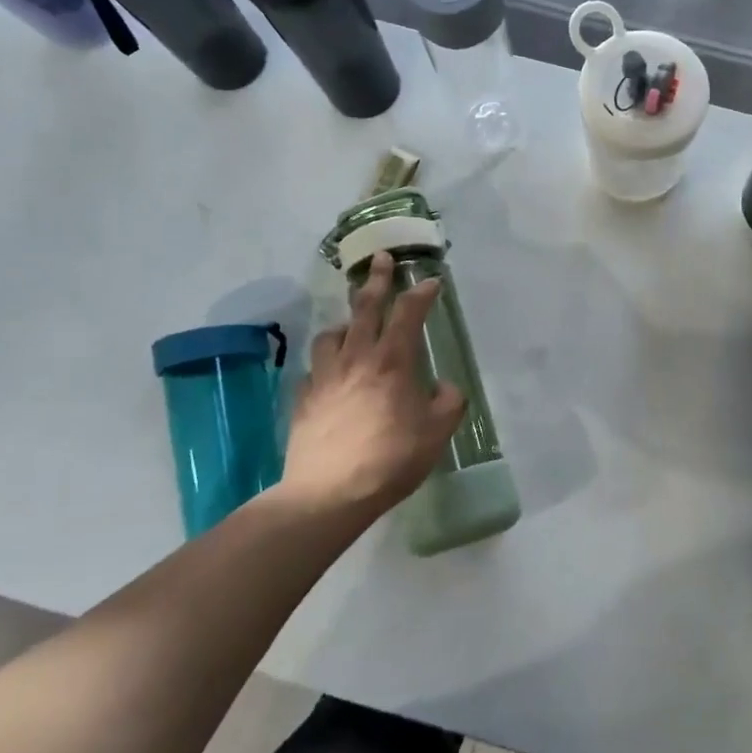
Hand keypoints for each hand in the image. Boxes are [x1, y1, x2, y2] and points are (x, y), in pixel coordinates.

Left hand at [263, 252, 466, 530]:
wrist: (329, 493)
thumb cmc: (391, 459)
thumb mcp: (437, 433)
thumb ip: (448, 402)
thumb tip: (444, 387)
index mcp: (392, 362)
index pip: (408, 314)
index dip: (421, 294)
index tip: (431, 282)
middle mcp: (356, 359)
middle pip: (365, 308)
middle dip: (377, 280)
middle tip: (381, 259)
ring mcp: (324, 376)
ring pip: (332, 334)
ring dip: (346, 323)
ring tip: (353, 326)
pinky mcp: (303, 398)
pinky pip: (315, 368)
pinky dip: (327, 362)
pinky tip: (332, 375)